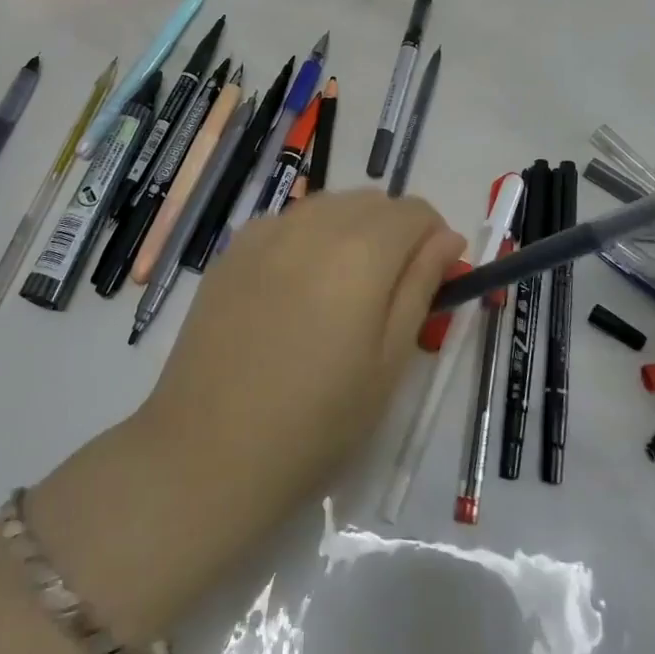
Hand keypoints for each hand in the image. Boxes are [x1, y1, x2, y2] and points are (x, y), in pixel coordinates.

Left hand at [36, 191, 464, 635]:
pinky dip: (308, 238)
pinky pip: (288, 221)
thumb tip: (446, 238)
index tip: (431, 282)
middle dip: (394, 233)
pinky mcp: (233, 249)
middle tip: (387, 294)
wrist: (208, 452)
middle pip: (373, 201)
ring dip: (352, 230)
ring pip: (330, 205)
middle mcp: (314, 224)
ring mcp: (266, 231)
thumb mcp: (389, 362)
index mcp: (361, 251)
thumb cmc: (316, 422)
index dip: (433, 241)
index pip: (416, 212)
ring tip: (340, 292)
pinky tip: (294, 290)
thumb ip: (421, 285)